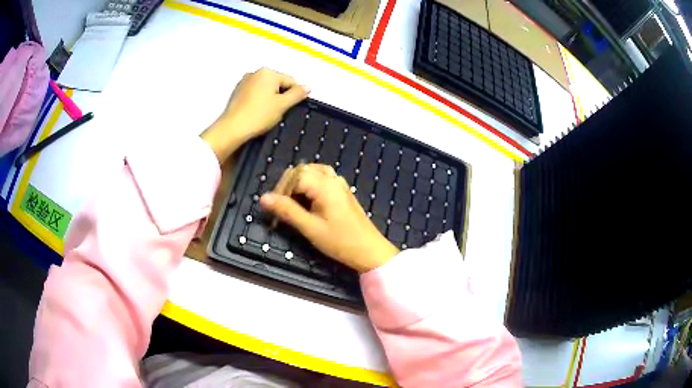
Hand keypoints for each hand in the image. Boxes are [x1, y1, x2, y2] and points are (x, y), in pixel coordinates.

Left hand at [202, 68, 309, 161]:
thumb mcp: (283, 105)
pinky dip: (258, 102)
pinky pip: (254, 94)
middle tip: (279, 112)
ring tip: (267, 115)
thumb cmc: (258, 115)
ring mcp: (244, 82)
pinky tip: (257, 114)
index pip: (290, 81)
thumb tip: (307, 87)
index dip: (294, 95)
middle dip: (281, 96)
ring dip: (270, 99)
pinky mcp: (237, 93)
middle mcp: (255, 73)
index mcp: (268, 72)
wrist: (233, 129)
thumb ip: (297, 94)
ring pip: (265, 89)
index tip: (291, 108)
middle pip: (277, 83)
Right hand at [260, 164, 399, 272]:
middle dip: (288, 185)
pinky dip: (311, 185)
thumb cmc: (340, 241)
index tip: (273, 207)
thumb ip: (287, 211)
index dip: (280, 189)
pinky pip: (323, 179)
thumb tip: (263, 198)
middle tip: (280, 206)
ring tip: (292, 203)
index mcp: (324, 185)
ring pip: (313, 173)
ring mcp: (340, 184)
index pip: (294, 176)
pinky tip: (308, 201)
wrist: (369, 250)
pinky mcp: (343, 192)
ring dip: (299, 184)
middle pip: (303, 170)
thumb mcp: (310, 228)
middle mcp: (332, 179)